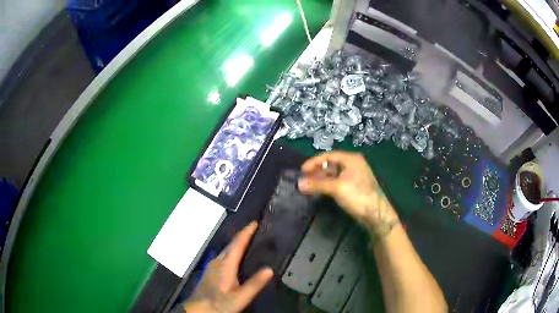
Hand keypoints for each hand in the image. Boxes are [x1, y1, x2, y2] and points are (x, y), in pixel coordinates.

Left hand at [181, 222, 273, 312]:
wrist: (198, 309)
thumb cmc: (220, 303)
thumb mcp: (240, 297)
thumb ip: (254, 284)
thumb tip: (270, 269)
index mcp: (226, 264)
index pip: (237, 243)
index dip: (246, 232)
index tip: (255, 222)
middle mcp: (217, 261)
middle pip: (231, 244)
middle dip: (243, 235)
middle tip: (256, 230)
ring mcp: (212, 266)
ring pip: (226, 250)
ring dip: (237, 243)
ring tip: (249, 240)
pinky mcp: (210, 271)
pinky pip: (224, 255)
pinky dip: (232, 251)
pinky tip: (236, 257)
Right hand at [298, 151, 399, 238]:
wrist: (376, 214)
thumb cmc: (358, 196)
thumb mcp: (337, 188)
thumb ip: (318, 184)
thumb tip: (299, 183)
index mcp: (351, 159)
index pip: (328, 155)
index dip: (313, 162)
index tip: (301, 171)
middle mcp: (353, 164)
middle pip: (330, 164)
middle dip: (316, 172)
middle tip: (304, 180)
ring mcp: (354, 176)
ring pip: (333, 174)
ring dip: (321, 180)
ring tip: (308, 187)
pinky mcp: (354, 187)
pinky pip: (337, 182)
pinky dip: (327, 185)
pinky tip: (320, 191)